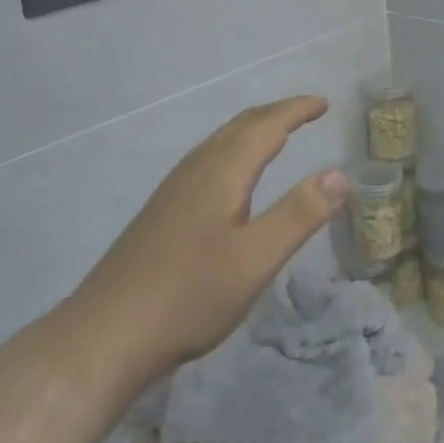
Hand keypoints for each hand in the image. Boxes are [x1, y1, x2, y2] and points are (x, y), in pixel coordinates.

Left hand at [51, 97, 349, 408]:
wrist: (103, 338)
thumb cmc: (188, 296)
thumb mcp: (255, 260)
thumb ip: (299, 214)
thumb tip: (340, 173)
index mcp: (221, 173)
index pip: (266, 126)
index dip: (296, 111)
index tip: (324, 104)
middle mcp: (195, 170)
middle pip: (240, 126)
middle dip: (276, 114)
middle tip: (307, 112)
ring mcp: (173, 191)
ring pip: (220, 142)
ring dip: (253, 130)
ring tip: (277, 135)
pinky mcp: (161, 213)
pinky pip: (207, 160)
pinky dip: (234, 150)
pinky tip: (231, 178)